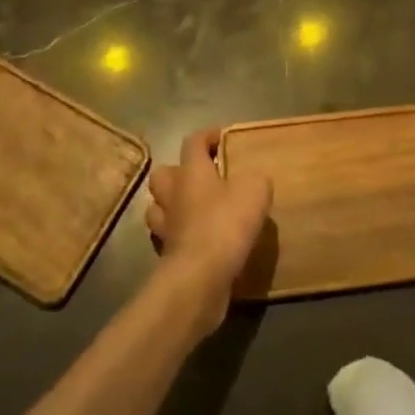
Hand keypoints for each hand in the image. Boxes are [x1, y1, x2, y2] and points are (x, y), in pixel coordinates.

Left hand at [145, 130, 272, 335]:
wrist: (200, 277)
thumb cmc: (226, 223)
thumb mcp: (255, 190)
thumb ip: (255, 179)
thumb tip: (252, 180)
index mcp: (192, 171)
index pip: (193, 141)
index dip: (207, 136)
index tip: (223, 137)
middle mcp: (173, 194)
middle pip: (163, 174)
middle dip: (179, 172)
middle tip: (202, 178)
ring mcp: (166, 227)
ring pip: (159, 208)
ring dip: (173, 206)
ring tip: (196, 210)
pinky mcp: (167, 256)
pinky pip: (169, 238)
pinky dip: (181, 236)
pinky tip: (200, 241)